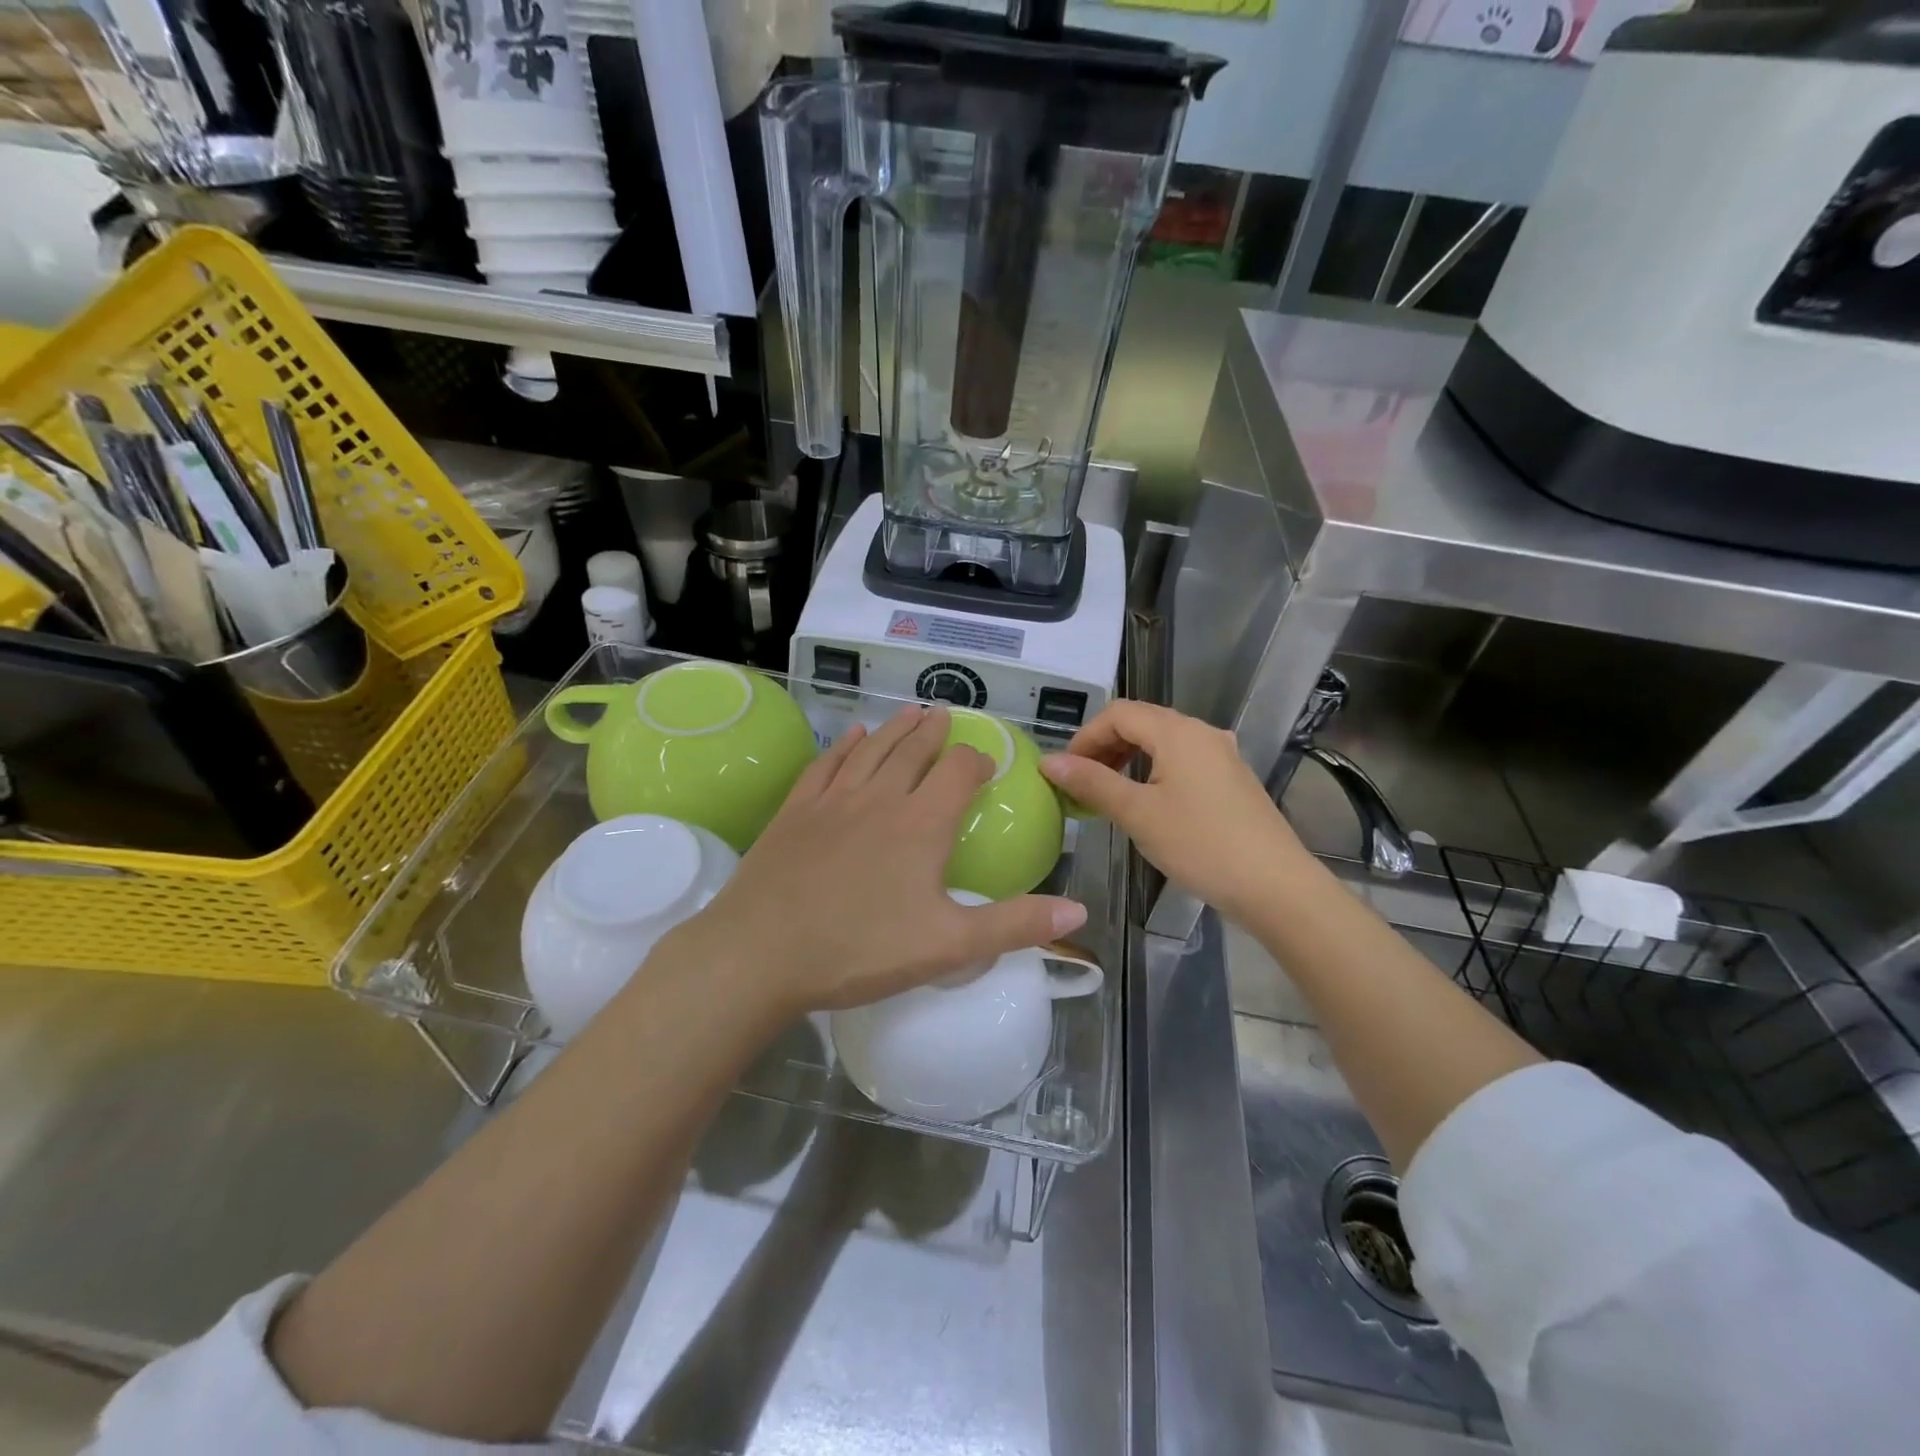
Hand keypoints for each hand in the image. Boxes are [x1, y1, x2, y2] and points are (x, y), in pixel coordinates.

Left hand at [662, 705, 1086, 1015]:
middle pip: (913, 749)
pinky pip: (827, 763)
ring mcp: (833, 799)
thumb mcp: (948, 946)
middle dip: (933, 731)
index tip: (984, 763)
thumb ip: (1015, 925)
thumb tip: (1079, 910)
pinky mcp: (796, 810)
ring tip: (910, 712)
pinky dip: (845, 745)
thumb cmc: (859, 950)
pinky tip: (853, 735)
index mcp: (922, 824)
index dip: (976, 760)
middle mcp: (880, 798)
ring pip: (872, 749)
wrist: (760, 953)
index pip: (958, 771)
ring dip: (895, 728)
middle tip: (944, 714)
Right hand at [1040, 700, 1308, 924]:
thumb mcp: (1137, 813)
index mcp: (1178, 732)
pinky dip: (1154, 772)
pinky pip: (1182, 762)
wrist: (1275, 886)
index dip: (1085, 737)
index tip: (1065, 772)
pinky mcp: (1232, 780)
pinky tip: (1147, 804)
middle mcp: (1201, 732)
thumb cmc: (1200, 844)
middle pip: (1141, 723)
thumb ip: (1092, 782)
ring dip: (1128, 760)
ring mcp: (1221, 755)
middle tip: (1081, 784)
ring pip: (1162, 743)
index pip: (1118, 713)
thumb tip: (1049, 761)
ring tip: (1108, 795)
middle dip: (1104, 747)